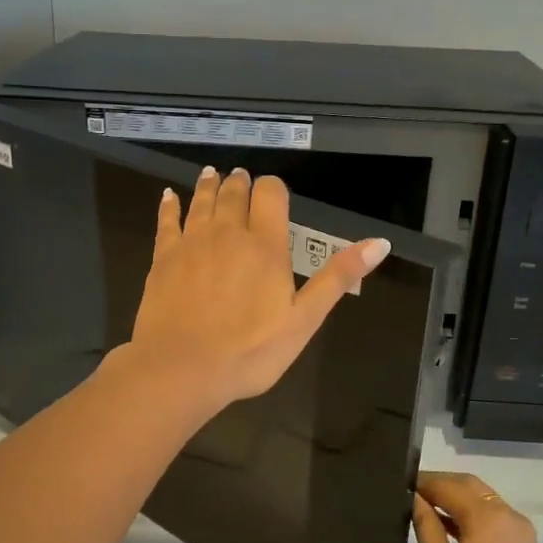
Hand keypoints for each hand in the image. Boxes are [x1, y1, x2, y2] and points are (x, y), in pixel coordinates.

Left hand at [117, 166, 389, 416]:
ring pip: (202, 201)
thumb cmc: (250, 351)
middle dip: (240, 183)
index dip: (273, 188)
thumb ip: (337, 277)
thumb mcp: (305, 319)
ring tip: (212, 174)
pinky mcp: (163, 258)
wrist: (182, 368)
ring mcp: (192, 242)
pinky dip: (170, 204)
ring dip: (209, 184)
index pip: (270, 194)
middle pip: (234, 192)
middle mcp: (228, 233)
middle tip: (240, 178)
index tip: (273, 194)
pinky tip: (169, 196)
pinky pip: (167, 220)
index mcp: (265, 245)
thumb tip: (380, 242)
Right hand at [412, 473, 542, 542]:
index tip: (399, 484)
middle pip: (471, 488)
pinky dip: (471, 518)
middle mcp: (510, 517)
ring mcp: (521, 535)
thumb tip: (415, 498)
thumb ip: (426, 526)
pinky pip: (494, 522)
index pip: (450, 486)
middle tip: (410, 494)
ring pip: (484, 503)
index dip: (424, 483)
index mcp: (489, 517)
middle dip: (441, 486)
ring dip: (456, 501)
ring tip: (422, 510)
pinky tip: (447, 529)